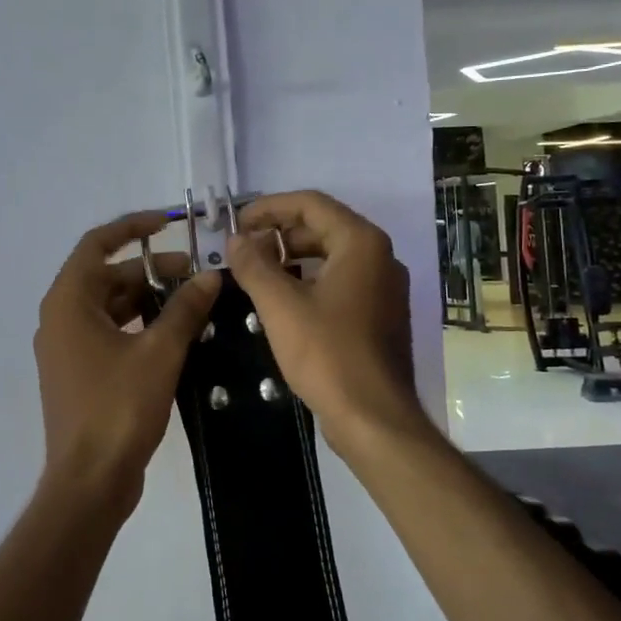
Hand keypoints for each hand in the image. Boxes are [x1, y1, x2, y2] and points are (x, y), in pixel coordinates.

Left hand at [34, 209, 221, 512]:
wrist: (89, 480)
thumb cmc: (118, 408)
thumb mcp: (159, 352)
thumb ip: (184, 309)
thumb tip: (210, 276)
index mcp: (68, 302)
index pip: (97, 244)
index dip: (133, 228)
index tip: (169, 223)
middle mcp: (60, 318)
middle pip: (105, 276)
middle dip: (149, 270)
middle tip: (194, 274)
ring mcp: (66, 348)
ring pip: (109, 307)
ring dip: (146, 299)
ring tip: (190, 302)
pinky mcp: (78, 373)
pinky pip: (108, 333)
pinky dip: (137, 326)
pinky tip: (172, 334)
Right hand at [227, 192, 429, 457]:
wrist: (373, 417)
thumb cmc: (327, 354)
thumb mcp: (280, 306)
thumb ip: (254, 265)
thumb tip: (236, 240)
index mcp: (361, 243)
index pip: (311, 204)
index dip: (268, 208)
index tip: (236, 223)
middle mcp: (380, 256)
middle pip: (323, 227)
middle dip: (279, 234)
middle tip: (242, 251)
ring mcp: (384, 287)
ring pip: (331, 256)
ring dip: (292, 258)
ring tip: (256, 274)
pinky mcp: (380, 315)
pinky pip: (341, 282)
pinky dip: (310, 281)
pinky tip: (282, 301)